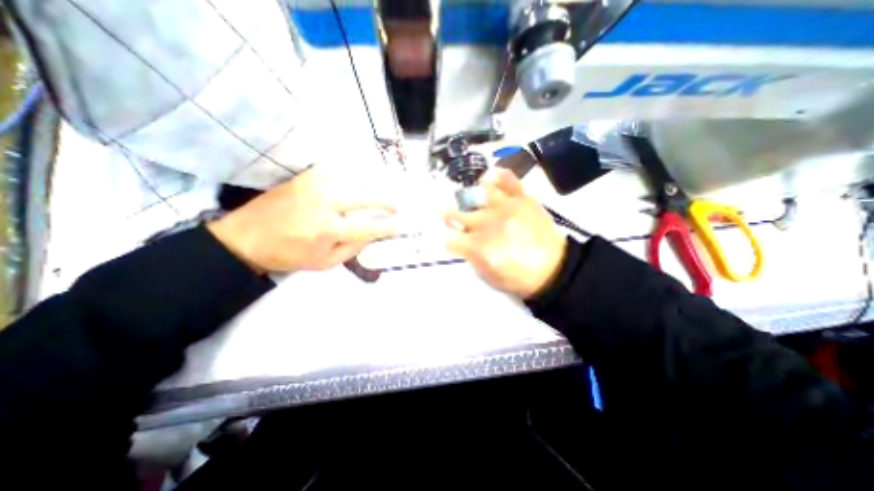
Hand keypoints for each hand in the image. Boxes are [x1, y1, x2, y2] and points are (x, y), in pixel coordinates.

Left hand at [206, 167, 398, 274]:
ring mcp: (315, 186)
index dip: (387, 227)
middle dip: (385, 202)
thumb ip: (352, 250)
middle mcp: (325, 203)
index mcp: (329, 228)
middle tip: (397, 207)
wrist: (246, 237)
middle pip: (365, 198)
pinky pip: (334, 171)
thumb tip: (371, 235)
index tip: (399, 226)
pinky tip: (354, 181)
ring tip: (378, 195)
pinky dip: (349, 175)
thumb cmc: (288, 255)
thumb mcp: (324, 263)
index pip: (368, 227)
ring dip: (368, 188)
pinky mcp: (305, 177)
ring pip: (352, 180)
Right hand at [445, 168, 566, 298]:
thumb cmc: (519, 278)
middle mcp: (488, 224)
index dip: (441, 235)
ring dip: (468, 195)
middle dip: (446, 214)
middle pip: (457, 213)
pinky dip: (496, 175)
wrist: (554, 269)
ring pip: (478, 193)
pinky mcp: (523, 198)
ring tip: (466, 196)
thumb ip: (470, 258)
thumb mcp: (488, 277)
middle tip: (442, 212)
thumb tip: (459, 242)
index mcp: (479, 247)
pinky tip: (488, 177)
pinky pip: (507, 179)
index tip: (440, 234)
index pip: (448, 237)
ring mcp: (506, 207)